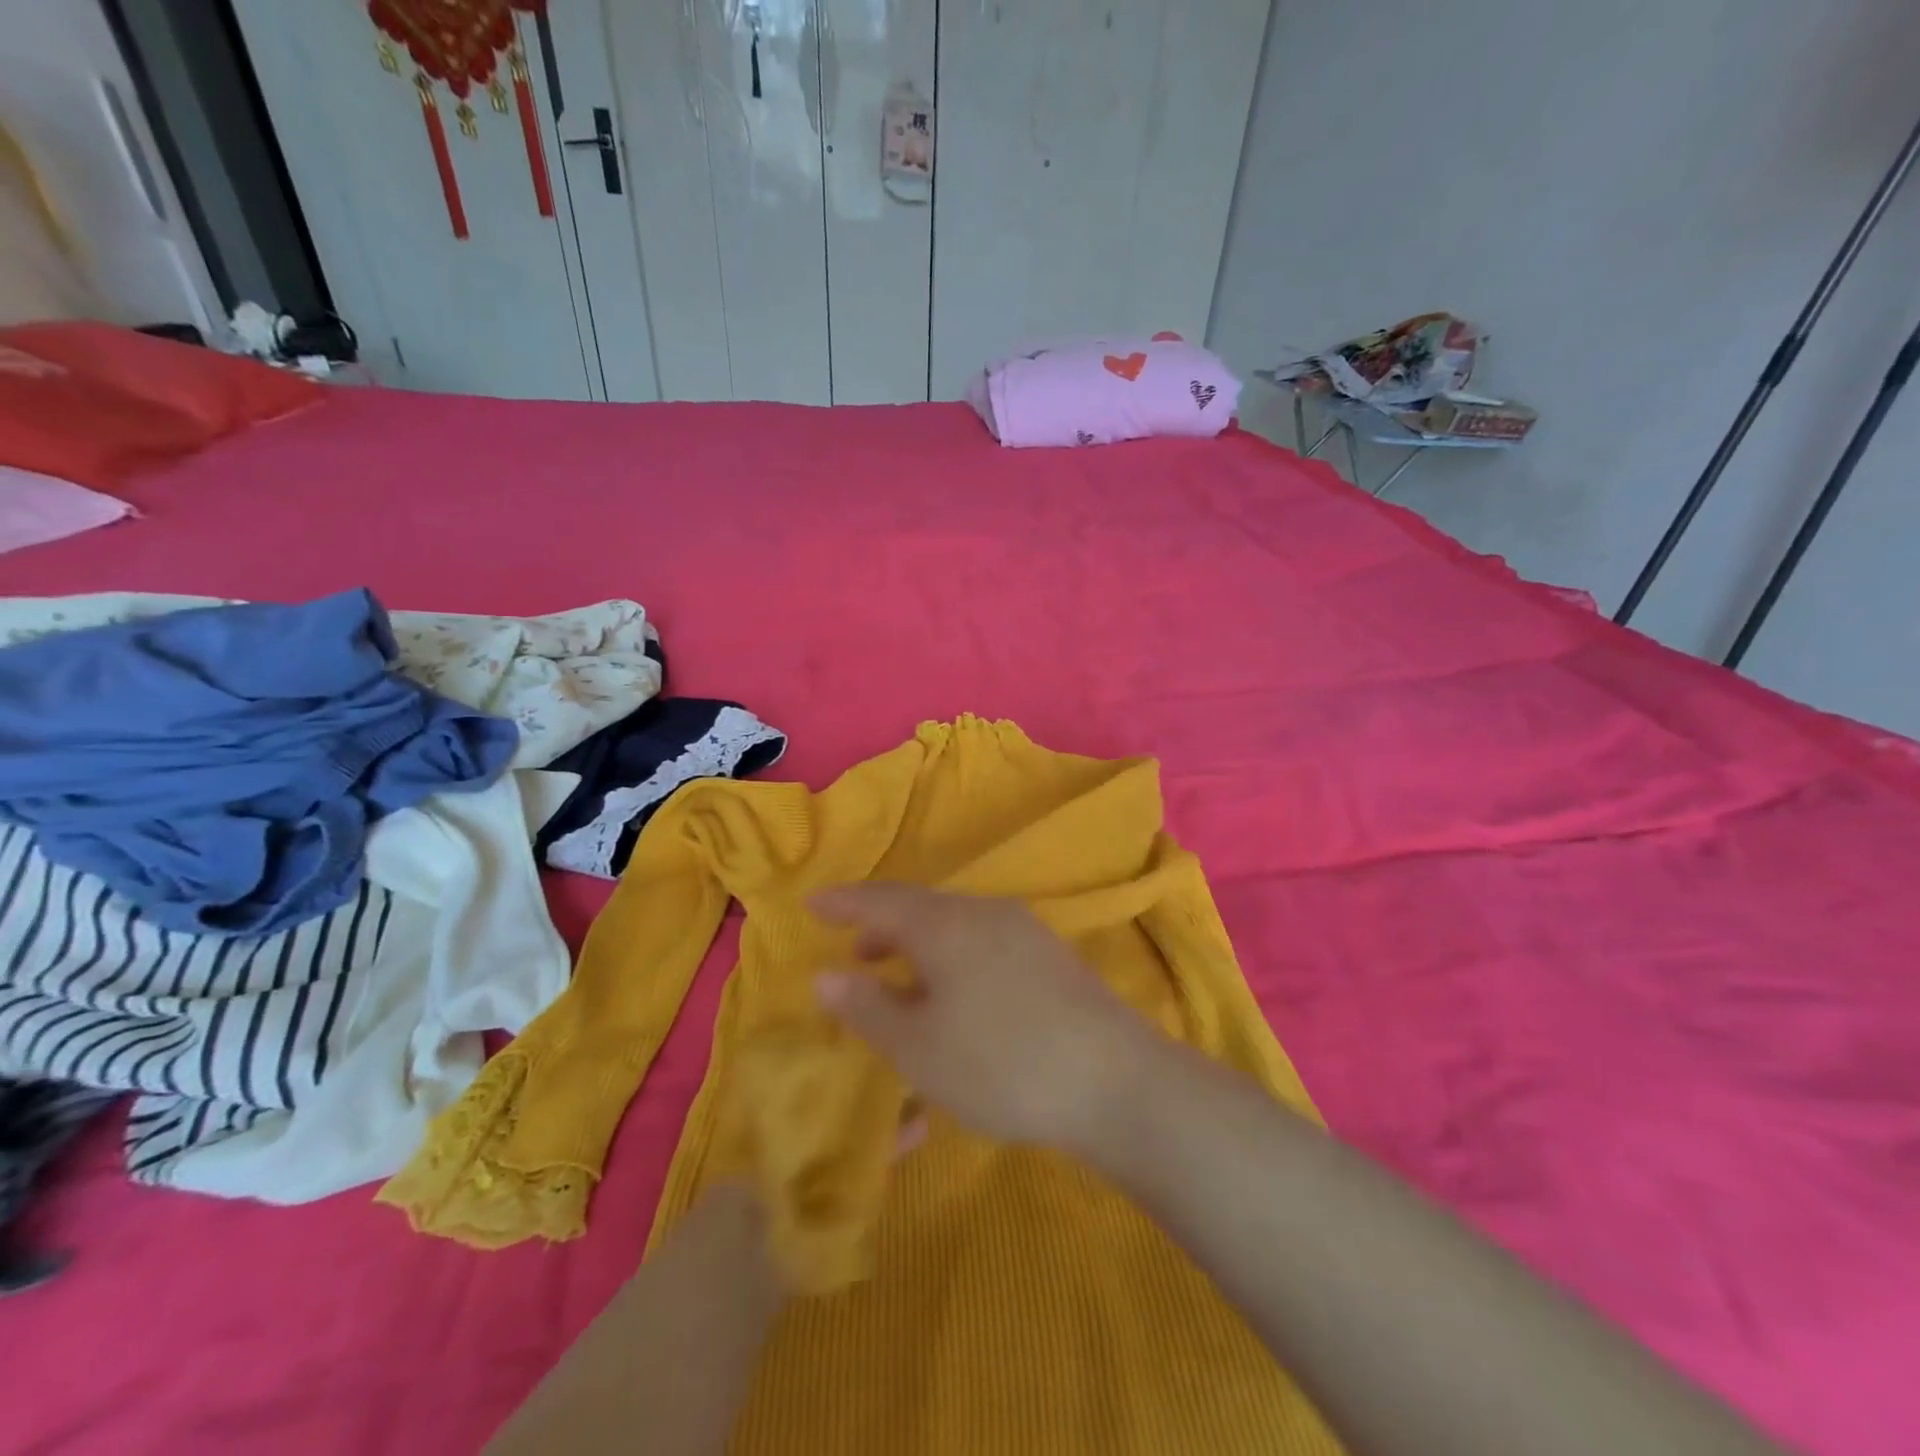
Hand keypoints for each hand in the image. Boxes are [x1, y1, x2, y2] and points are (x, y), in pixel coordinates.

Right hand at [810, 883, 1154, 1150]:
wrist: (1115, 1080)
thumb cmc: (1001, 1063)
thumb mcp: (919, 1047)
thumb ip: (868, 1007)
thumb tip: (826, 976)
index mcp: (945, 924)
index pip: (881, 900)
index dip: (844, 902)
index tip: (813, 904)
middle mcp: (984, 912)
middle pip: (921, 908)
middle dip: (883, 927)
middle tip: (855, 953)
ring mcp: (1024, 930)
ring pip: (955, 925)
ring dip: (920, 944)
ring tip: (900, 977)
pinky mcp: (1050, 955)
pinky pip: (983, 940)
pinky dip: (953, 955)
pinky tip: (957, 993)